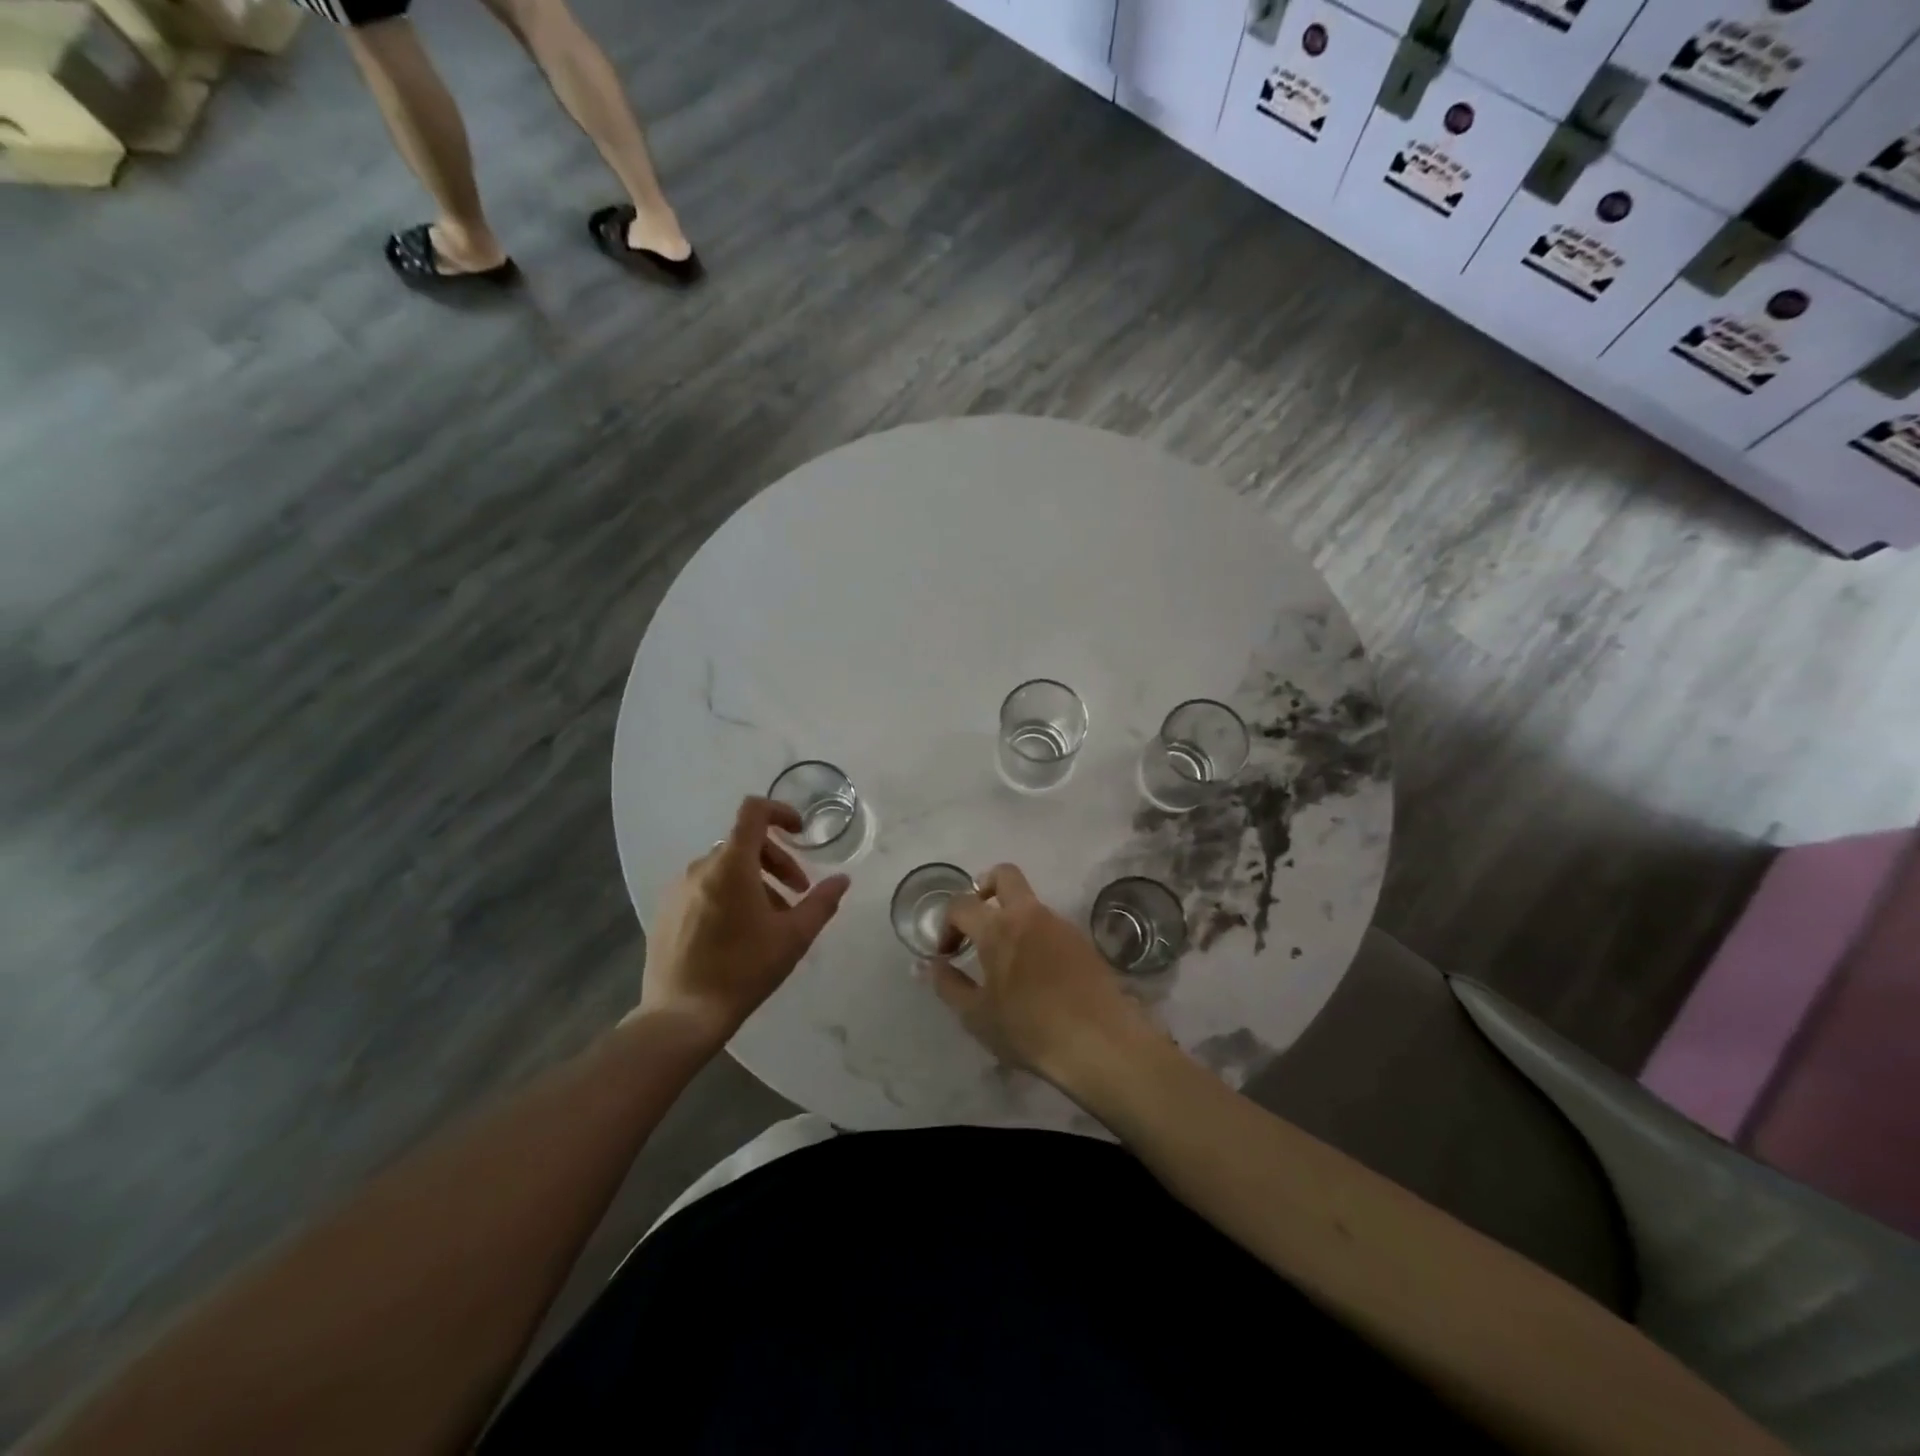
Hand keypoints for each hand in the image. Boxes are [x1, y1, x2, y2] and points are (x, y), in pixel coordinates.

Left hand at [639, 797, 850, 1046]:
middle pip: (744, 843)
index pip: (753, 812)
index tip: (800, 833)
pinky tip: (739, 933)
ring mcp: (678, 889)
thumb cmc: (743, 970)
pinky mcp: (666, 911)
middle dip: (776, 860)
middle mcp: (700, 867)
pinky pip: (704, 887)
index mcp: (731, 864)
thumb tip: (842, 880)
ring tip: (771, 919)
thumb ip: (822, 902)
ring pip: (725, 868)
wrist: (681, 1016)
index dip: (780, 812)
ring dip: (754, 880)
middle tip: (797, 892)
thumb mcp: (794, 937)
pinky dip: (728, 894)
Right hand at [929, 864, 1155, 1083]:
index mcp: (998, 927)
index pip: (961, 904)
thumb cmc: (1029, 1029)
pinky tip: (1036, 975)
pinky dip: (1036, 938)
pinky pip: (1050, 926)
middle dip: (985, 886)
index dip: (946, 924)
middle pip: (1005, 875)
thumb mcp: (976, 1015)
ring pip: (1030, 903)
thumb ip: (948, 985)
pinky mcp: (1083, 941)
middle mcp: (1030, 914)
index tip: (947, 953)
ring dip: (1012, 918)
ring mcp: (1061, 924)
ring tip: (1006, 960)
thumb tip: (929, 965)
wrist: (1100, 1043)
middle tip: (977, 918)